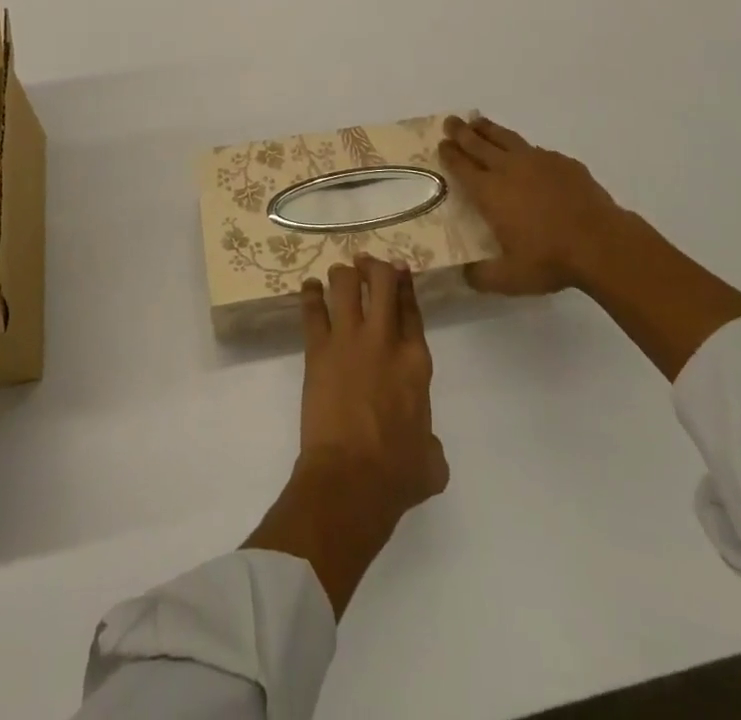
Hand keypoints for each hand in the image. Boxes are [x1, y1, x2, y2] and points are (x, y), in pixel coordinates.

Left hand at [298, 256, 448, 515]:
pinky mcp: (318, 350)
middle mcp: (384, 340)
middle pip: (381, 282)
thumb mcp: (431, 460)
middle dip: (375, 267)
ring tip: (339, 273)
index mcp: (416, 361)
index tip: (399, 269)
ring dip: (343, 274)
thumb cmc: (396, 475)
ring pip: (345, 286)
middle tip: (367, 262)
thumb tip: (424, 444)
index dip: (405, 284)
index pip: (411, 309)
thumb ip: (430, 441)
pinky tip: (309, 286)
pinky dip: (310, 294)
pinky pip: (312, 311)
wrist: (350, 479)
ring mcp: (349, 340)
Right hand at [440, 115, 740, 379]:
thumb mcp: (509, 278)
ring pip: (507, 138)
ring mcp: (538, 162)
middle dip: (462, 132)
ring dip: (489, 129)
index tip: (441, 144)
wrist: (601, 243)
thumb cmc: (550, 260)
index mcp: (490, 192)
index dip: (450, 154)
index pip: (462, 167)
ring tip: (478, 121)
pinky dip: (525, 149)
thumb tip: (464, 275)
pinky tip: (528, 154)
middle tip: (450, 120)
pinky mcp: (564, 163)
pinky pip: (538, 151)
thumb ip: (482, 276)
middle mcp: (509, 169)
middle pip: (479, 144)